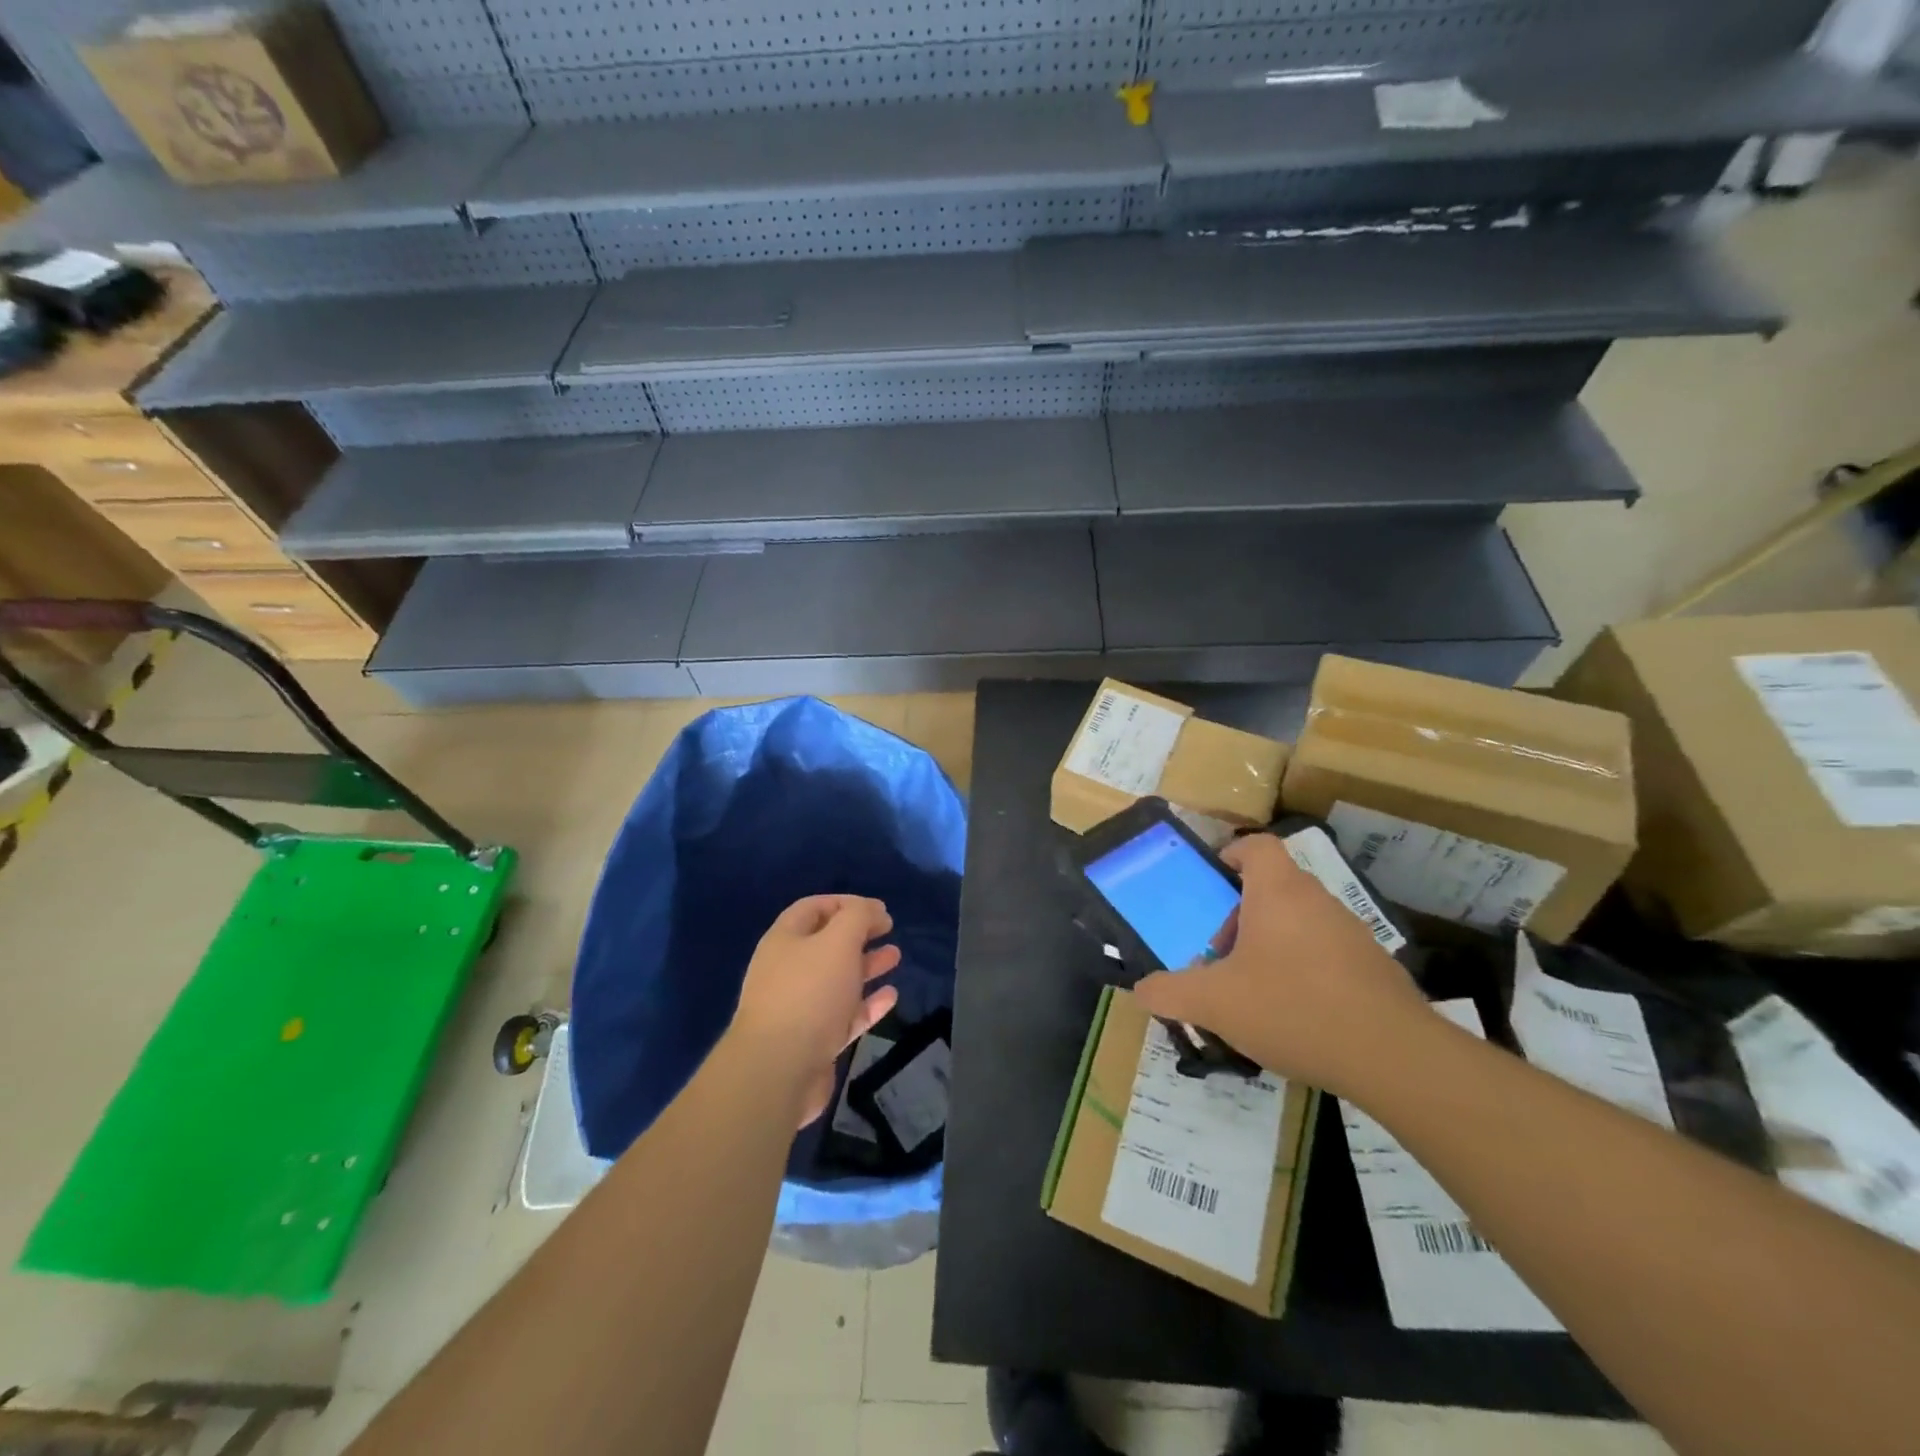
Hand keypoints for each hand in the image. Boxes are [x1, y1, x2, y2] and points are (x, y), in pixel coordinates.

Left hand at [732, 894, 901, 1126]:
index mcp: (784, 940)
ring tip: (895, 956)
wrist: (779, 1071)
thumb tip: (873, 909)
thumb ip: (858, 917)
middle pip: (826, 944)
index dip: (845, 903)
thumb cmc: (809, 993)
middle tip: (889, 929)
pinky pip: (845, 1015)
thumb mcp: (838, 941)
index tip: (878, 909)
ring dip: (866, 965)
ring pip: (838, 979)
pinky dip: (868, 1004)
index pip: (813, 908)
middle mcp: (787, 970)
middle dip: (859, 934)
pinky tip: (891, 997)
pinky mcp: (814, 1041)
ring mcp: (799, 1008)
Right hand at [1132, 833, 1430, 1096]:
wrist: (1393, 1057)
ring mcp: (1352, 933)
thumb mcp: (1215, 1003)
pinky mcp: (1376, 968)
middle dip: (1241, 917)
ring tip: (1255, 992)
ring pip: (1301, 923)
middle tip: (1222, 957)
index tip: (1213, 883)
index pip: (1256, 846)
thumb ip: (1171, 992)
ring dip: (1273, 946)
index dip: (1231, 855)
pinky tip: (1297, 1016)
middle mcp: (1318, 901)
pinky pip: (1328, 955)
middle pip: (1273, 889)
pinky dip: (1306, 972)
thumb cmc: (1292, 1008)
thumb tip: (1142, 989)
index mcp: (1278, 892)